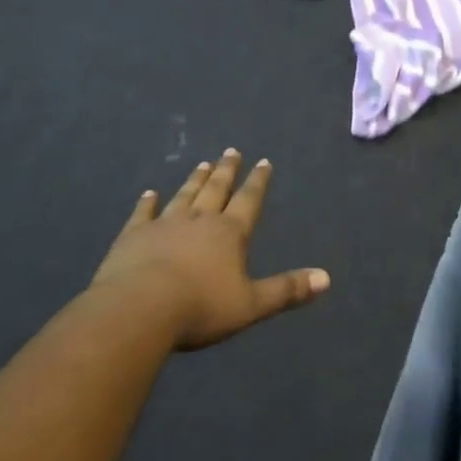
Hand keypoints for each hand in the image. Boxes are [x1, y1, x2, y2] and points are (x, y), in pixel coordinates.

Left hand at [91, 150, 330, 350]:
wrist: (140, 309)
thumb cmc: (200, 308)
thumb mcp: (251, 304)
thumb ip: (286, 290)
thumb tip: (326, 278)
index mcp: (229, 233)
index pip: (248, 201)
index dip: (257, 182)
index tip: (263, 162)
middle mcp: (199, 220)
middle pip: (216, 190)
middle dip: (226, 171)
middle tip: (231, 151)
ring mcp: (164, 224)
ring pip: (184, 196)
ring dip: (194, 180)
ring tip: (202, 164)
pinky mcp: (134, 235)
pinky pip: (143, 213)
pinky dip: (147, 203)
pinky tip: (149, 193)